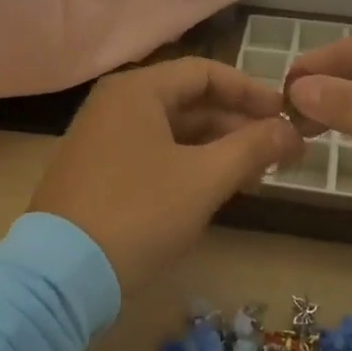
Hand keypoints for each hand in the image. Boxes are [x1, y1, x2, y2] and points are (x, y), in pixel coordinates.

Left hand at [29, 58, 302, 290]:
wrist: (59, 277)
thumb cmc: (138, 214)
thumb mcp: (204, 179)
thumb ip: (253, 147)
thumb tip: (292, 131)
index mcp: (137, 90)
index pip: (205, 73)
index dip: (250, 91)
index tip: (285, 116)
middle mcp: (115, 103)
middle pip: (189, 101)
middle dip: (237, 125)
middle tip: (277, 153)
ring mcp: (101, 138)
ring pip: (172, 131)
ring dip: (216, 148)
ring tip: (253, 177)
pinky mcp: (96, 171)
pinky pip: (152, 153)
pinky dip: (187, 164)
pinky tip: (213, 190)